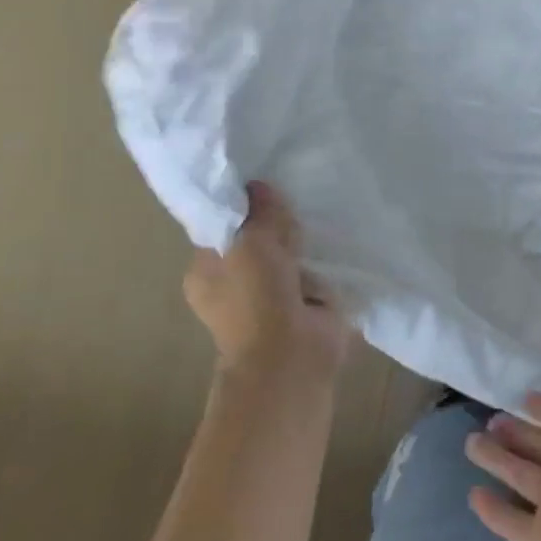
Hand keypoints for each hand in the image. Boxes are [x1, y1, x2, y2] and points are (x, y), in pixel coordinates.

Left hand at [183, 180, 348, 378]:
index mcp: (206, 273)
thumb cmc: (257, 297)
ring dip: (302, 242)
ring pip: (287, 255)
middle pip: (257, 239)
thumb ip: (259, 212)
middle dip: (276, 224)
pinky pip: (313, 271)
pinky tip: (333, 241)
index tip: (264, 188)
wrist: (290, 354)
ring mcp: (270, 297)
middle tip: (294, 204)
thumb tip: (259, 185)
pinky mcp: (304, 305)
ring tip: (317, 217)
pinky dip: (322, 262)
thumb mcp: (252, 242)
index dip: (242, 208)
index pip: (222, 229)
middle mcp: (234, 285)